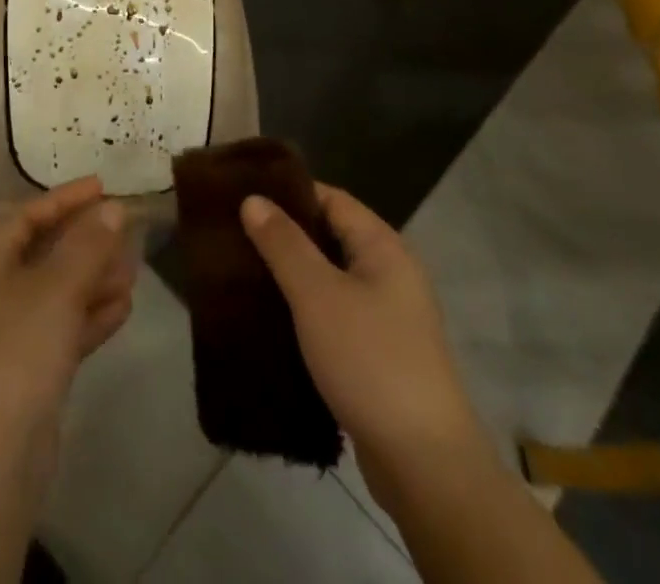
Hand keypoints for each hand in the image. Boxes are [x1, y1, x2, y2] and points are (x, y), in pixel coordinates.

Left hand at [0, 177, 136, 479]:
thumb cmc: (17, 352)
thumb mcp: (56, 288)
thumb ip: (87, 245)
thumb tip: (112, 208)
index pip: (26, 216)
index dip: (64, 198)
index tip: (103, 186)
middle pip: (44, 253)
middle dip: (85, 240)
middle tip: (126, 229)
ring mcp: (11, 336)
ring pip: (58, 292)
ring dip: (94, 278)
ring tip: (134, 268)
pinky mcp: (30, 373)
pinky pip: (64, 329)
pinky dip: (91, 315)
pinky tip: (124, 307)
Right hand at [241, 184, 489, 509]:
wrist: (425, 465)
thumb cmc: (369, 361)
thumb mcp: (317, 295)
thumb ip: (284, 244)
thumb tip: (253, 198)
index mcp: (383, 247)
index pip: (330, 198)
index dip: (288, 193)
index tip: (243, 195)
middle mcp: (391, 272)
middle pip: (330, 236)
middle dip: (285, 235)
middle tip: (234, 235)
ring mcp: (389, 316)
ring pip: (331, 278)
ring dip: (292, 275)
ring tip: (243, 274)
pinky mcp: (380, 354)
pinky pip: (336, 314)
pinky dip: (306, 310)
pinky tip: (272, 320)